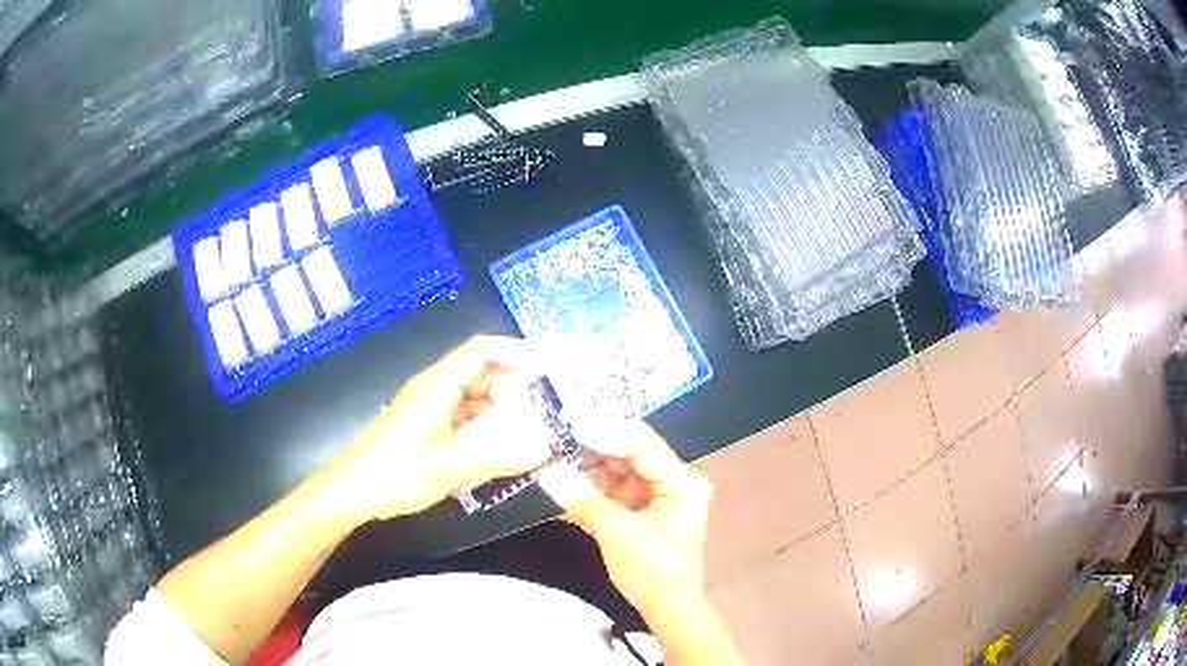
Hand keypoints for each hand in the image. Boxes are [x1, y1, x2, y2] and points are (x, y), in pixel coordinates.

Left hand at [322, 336, 555, 522]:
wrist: (351, 492)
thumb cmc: (395, 475)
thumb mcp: (449, 468)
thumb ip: (496, 456)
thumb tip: (542, 447)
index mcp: (436, 386)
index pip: (481, 351)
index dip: (516, 352)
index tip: (549, 367)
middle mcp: (433, 390)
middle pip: (481, 373)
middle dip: (515, 387)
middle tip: (548, 409)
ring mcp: (428, 409)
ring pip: (473, 398)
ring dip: (501, 411)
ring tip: (531, 432)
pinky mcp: (425, 428)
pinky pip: (463, 418)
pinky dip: (485, 428)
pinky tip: (499, 451)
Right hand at [537, 421, 712, 614]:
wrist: (668, 610)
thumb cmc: (651, 572)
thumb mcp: (615, 533)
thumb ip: (582, 498)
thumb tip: (545, 469)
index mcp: (681, 481)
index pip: (641, 444)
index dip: (603, 431)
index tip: (567, 422)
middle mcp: (675, 480)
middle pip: (630, 453)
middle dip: (593, 448)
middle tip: (554, 437)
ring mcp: (661, 494)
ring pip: (621, 470)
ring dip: (590, 467)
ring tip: (555, 458)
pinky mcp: (647, 508)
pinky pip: (618, 489)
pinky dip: (595, 488)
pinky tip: (568, 482)